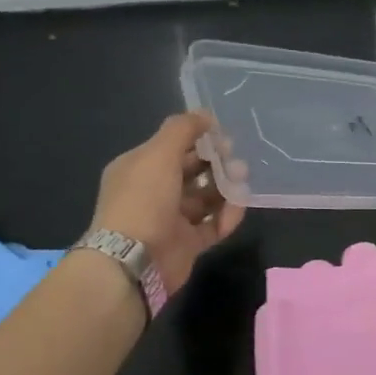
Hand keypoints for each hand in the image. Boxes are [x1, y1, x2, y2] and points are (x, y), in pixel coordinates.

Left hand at [88, 112, 244, 293]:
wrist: (134, 260)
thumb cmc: (143, 200)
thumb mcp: (158, 154)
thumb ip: (182, 130)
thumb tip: (205, 114)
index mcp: (139, 169)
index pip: (172, 148)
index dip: (198, 139)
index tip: (223, 137)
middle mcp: (153, 192)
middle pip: (192, 172)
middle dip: (216, 164)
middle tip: (237, 162)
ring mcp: (171, 220)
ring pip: (205, 198)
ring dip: (225, 188)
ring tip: (241, 183)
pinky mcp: (188, 243)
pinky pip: (213, 224)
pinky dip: (227, 216)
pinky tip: (238, 207)